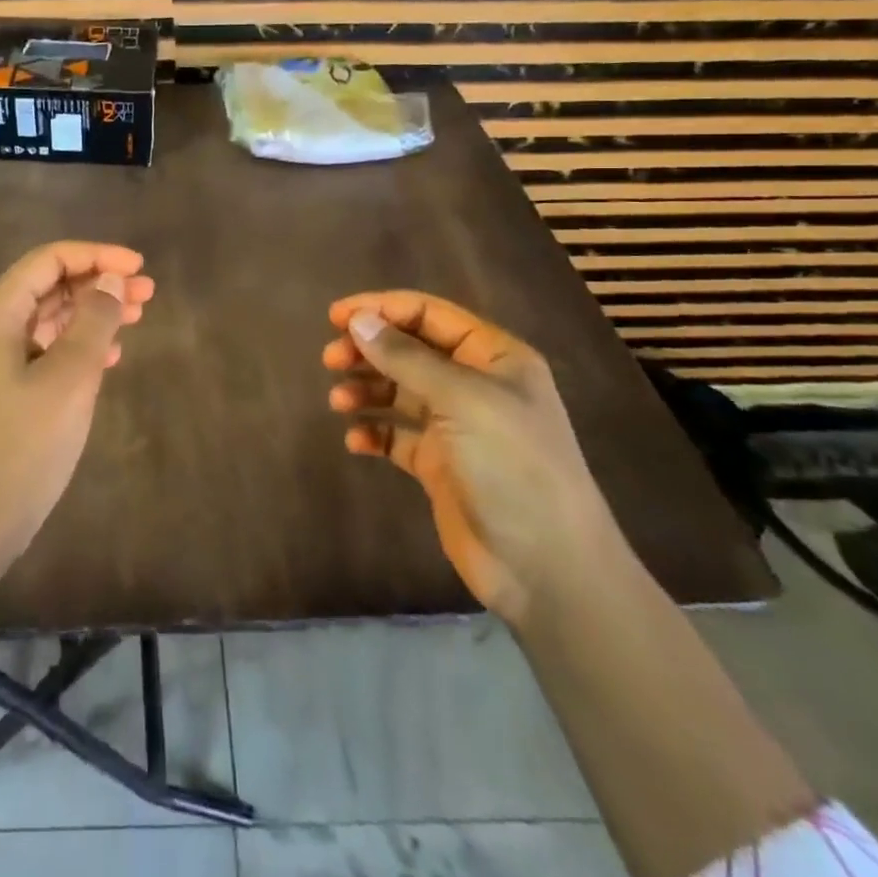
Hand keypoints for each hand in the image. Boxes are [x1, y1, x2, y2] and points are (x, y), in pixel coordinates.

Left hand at [0, 241, 153, 559]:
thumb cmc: (24, 443)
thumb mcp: (70, 377)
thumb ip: (93, 321)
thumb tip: (111, 279)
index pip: (48, 261)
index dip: (96, 256)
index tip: (139, 266)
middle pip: (50, 285)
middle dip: (99, 283)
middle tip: (147, 293)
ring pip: (51, 316)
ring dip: (93, 312)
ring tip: (138, 316)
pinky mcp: (6, 384)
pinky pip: (47, 346)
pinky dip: (80, 343)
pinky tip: (113, 355)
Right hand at [324, 291, 617, 624]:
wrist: (546, 568)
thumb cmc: (513, 466)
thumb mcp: (461, 400)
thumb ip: (405, 357)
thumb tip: (358, 320)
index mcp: (493, 357)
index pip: (429, 314)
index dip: (381, 309)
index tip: (336, 317)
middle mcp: (474, 384)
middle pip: (409, 349)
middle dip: (368, 350)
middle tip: (331, 361)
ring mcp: (456, 426)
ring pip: (399, 390)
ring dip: (366, 389)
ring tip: (338, 402)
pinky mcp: (439, 464)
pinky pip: (396, 434)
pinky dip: (374, 431)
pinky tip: (356, 440)